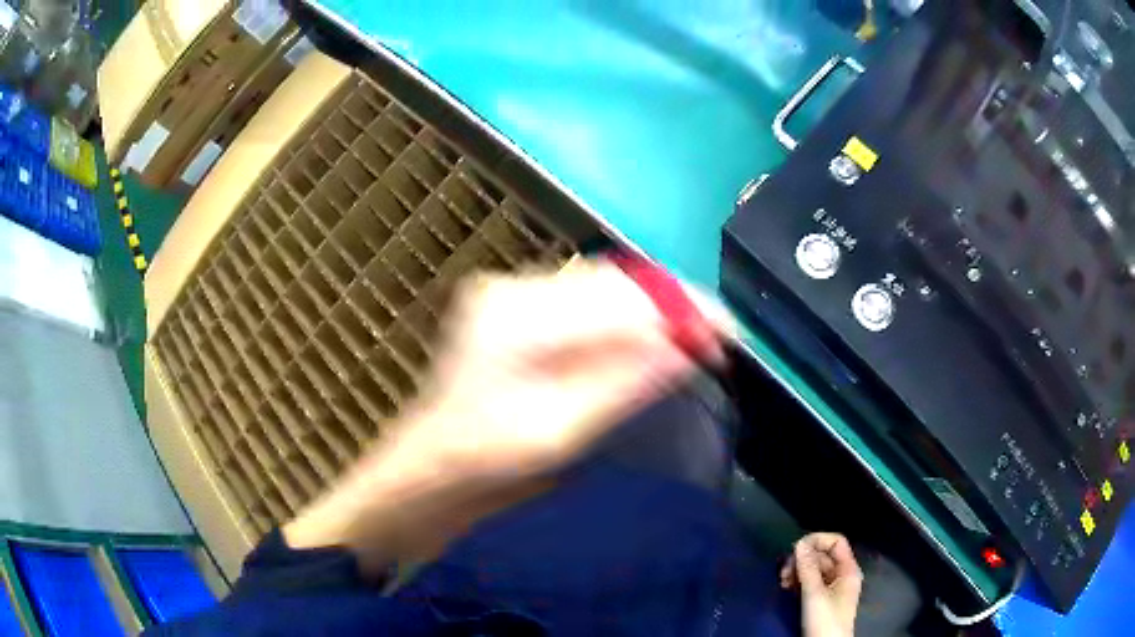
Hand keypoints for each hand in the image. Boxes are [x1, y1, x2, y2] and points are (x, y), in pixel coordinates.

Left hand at [405, 258, 731, 478]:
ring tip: (695, 337)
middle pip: (612, 282)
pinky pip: (587, 302)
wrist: (435, 465)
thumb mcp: (560, 429)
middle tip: (718, 337)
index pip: (616, 295)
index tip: (725, 334)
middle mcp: (511, 288)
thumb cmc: (488, 459)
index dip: (678, 310)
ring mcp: (511, 293)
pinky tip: (651, 337)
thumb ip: (623, 384)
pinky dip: (626, 318)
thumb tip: (685, 348)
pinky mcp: (517, 308)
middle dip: (671, 307)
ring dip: (652, 311)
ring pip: (603, 288)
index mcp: (514, 314)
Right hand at [780, 533, 863, 636]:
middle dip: (802, 559)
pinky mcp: (821, 599)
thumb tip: (800, 543)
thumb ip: (808, 568)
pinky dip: (798, 582)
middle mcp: (841, 575)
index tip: (795, 548)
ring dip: (797, 571)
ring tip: (782, 580)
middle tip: (783, 570)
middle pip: (823, 555)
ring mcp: (831, 588)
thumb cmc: (825, 619)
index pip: (836, 542)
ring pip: (814, 569)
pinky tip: (786, 587)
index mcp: (848, 569)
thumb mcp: (814, 594)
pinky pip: (810, 582)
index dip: (817, 540)